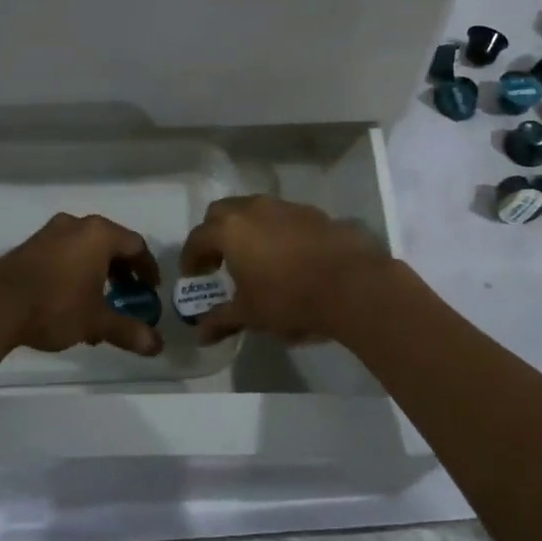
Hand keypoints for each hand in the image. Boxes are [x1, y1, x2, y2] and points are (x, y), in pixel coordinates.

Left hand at [0, 212, 163, 357]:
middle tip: (128, 296)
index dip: (148, 268)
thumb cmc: (55, 306)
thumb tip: (158, 346)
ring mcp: (50, 232)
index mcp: (99, 234)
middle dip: (122, 272)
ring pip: (85, 248)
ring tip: (98, 304)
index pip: (136, 245)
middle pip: (110, 244)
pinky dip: (75, 271)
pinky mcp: (30, 246)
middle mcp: (76, 225)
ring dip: (98, 273)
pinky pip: (64, 253)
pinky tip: (70, 301)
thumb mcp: (96, 322)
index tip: (151, 290)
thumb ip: (129, 331)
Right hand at [177, 194, 394, 347]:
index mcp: (229, 230)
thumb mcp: (250, 314)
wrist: (351, 283)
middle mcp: (252, 209)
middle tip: (218, 261)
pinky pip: (280, 216)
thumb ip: (222, 320)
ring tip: (252, 257)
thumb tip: (201, 334)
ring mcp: (283, 206)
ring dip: (244, 229)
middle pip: (221, 213)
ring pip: (252, 209)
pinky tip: (285, 256)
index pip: (197, 238)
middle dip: (214, 234)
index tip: (193, 275)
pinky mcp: (311, 212)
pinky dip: (273, 230)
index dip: (191, 257)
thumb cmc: (289, 298)